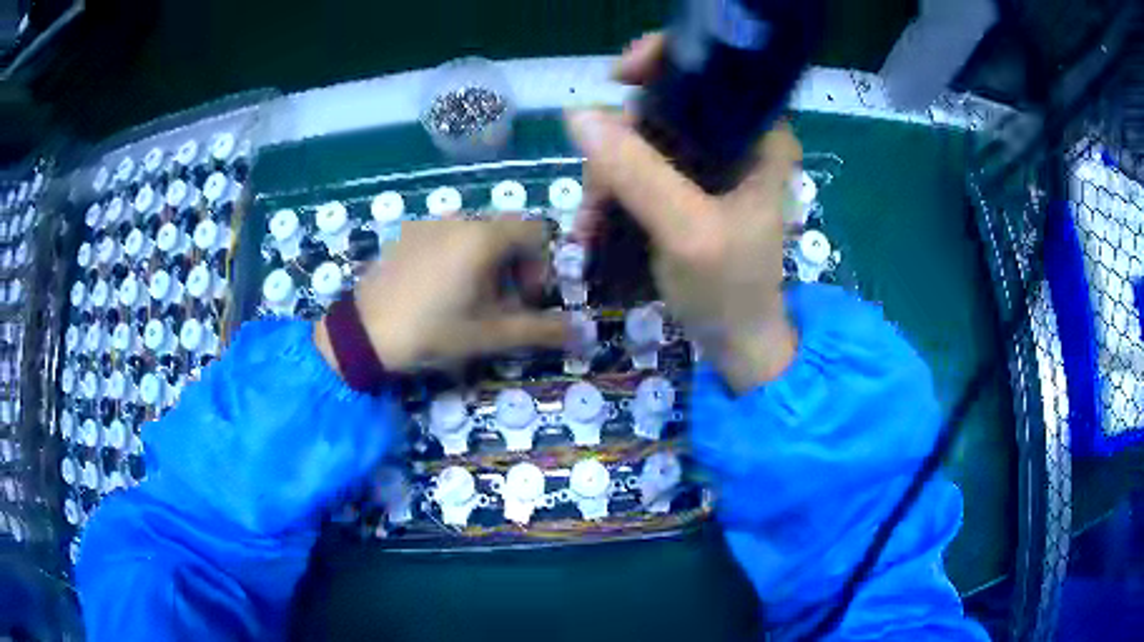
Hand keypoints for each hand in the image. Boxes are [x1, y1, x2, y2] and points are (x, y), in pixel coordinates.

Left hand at [315, 216, 567, 373]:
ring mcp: (429, 224)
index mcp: (485, 237)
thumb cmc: (432, 332)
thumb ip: (542, 331)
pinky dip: (456, 260)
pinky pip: (447, 239)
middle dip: (513, 270)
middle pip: (507, 234)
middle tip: (497, 308)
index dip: (541, 267)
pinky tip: (436, 294)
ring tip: (466, 304)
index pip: (537, 233)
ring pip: (476, 237)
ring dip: (485, 267)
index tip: (525, 300)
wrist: (362, 335)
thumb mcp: (491, 335)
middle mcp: (460, 219)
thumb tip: (585, 333)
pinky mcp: (407, 235)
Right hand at [566, 33, 799, 391]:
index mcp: (761, 137)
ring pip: (644, 138)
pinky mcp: (689, 188)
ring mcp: (712, 164)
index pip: (713, 71)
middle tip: (595, 188)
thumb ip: (638, 173)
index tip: (617, 78)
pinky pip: (640, 167)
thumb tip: (578, 115)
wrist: (736, 344)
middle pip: (666, 105)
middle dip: (620, 140)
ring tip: (589, 221)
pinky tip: (595, 223)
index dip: (663, 62)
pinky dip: (613, 190)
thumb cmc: (730, 290)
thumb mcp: (688, 231)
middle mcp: (739, 140)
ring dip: (607, 174)